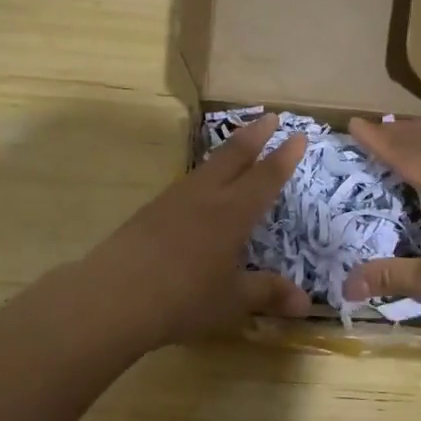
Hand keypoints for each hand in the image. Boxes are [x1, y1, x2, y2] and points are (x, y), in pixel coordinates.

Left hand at [77, 113, 311, 347]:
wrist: (115, 296)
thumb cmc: (183, 298)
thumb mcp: (231, 301)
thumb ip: (267, 294)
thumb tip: (305, 304)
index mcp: (232, 213)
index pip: (265, 177)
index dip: (284, 157)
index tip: (299, 135)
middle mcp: (205, 196)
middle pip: (234, 156)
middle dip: (255, 135)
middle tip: (270, 116)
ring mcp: (174, 199)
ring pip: (207, 166)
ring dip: (227, 151)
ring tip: (237, 146)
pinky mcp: (150, 210)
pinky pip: (187, 183)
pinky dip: (204, 174)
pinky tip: (200, 187)